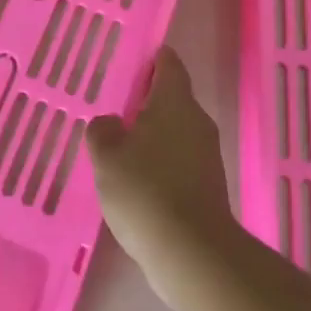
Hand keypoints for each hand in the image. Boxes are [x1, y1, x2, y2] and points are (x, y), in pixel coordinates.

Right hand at [87, 47, 242, 310]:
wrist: (193, 254)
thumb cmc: (146, 191)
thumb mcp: (107, 156)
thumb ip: (103, 130)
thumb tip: (111, 123)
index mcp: (175, 102)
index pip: (169, 65)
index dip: (153, 57)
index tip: (134, 58)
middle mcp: (197, 121)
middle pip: (173, 98)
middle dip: (147, 99)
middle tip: (115, 104)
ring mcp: (207, 155)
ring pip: (176, 131)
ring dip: (152, 133)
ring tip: (120, 143)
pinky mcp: (208, 186)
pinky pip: (180, 160)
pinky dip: (160, 161)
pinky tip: (137, 179)